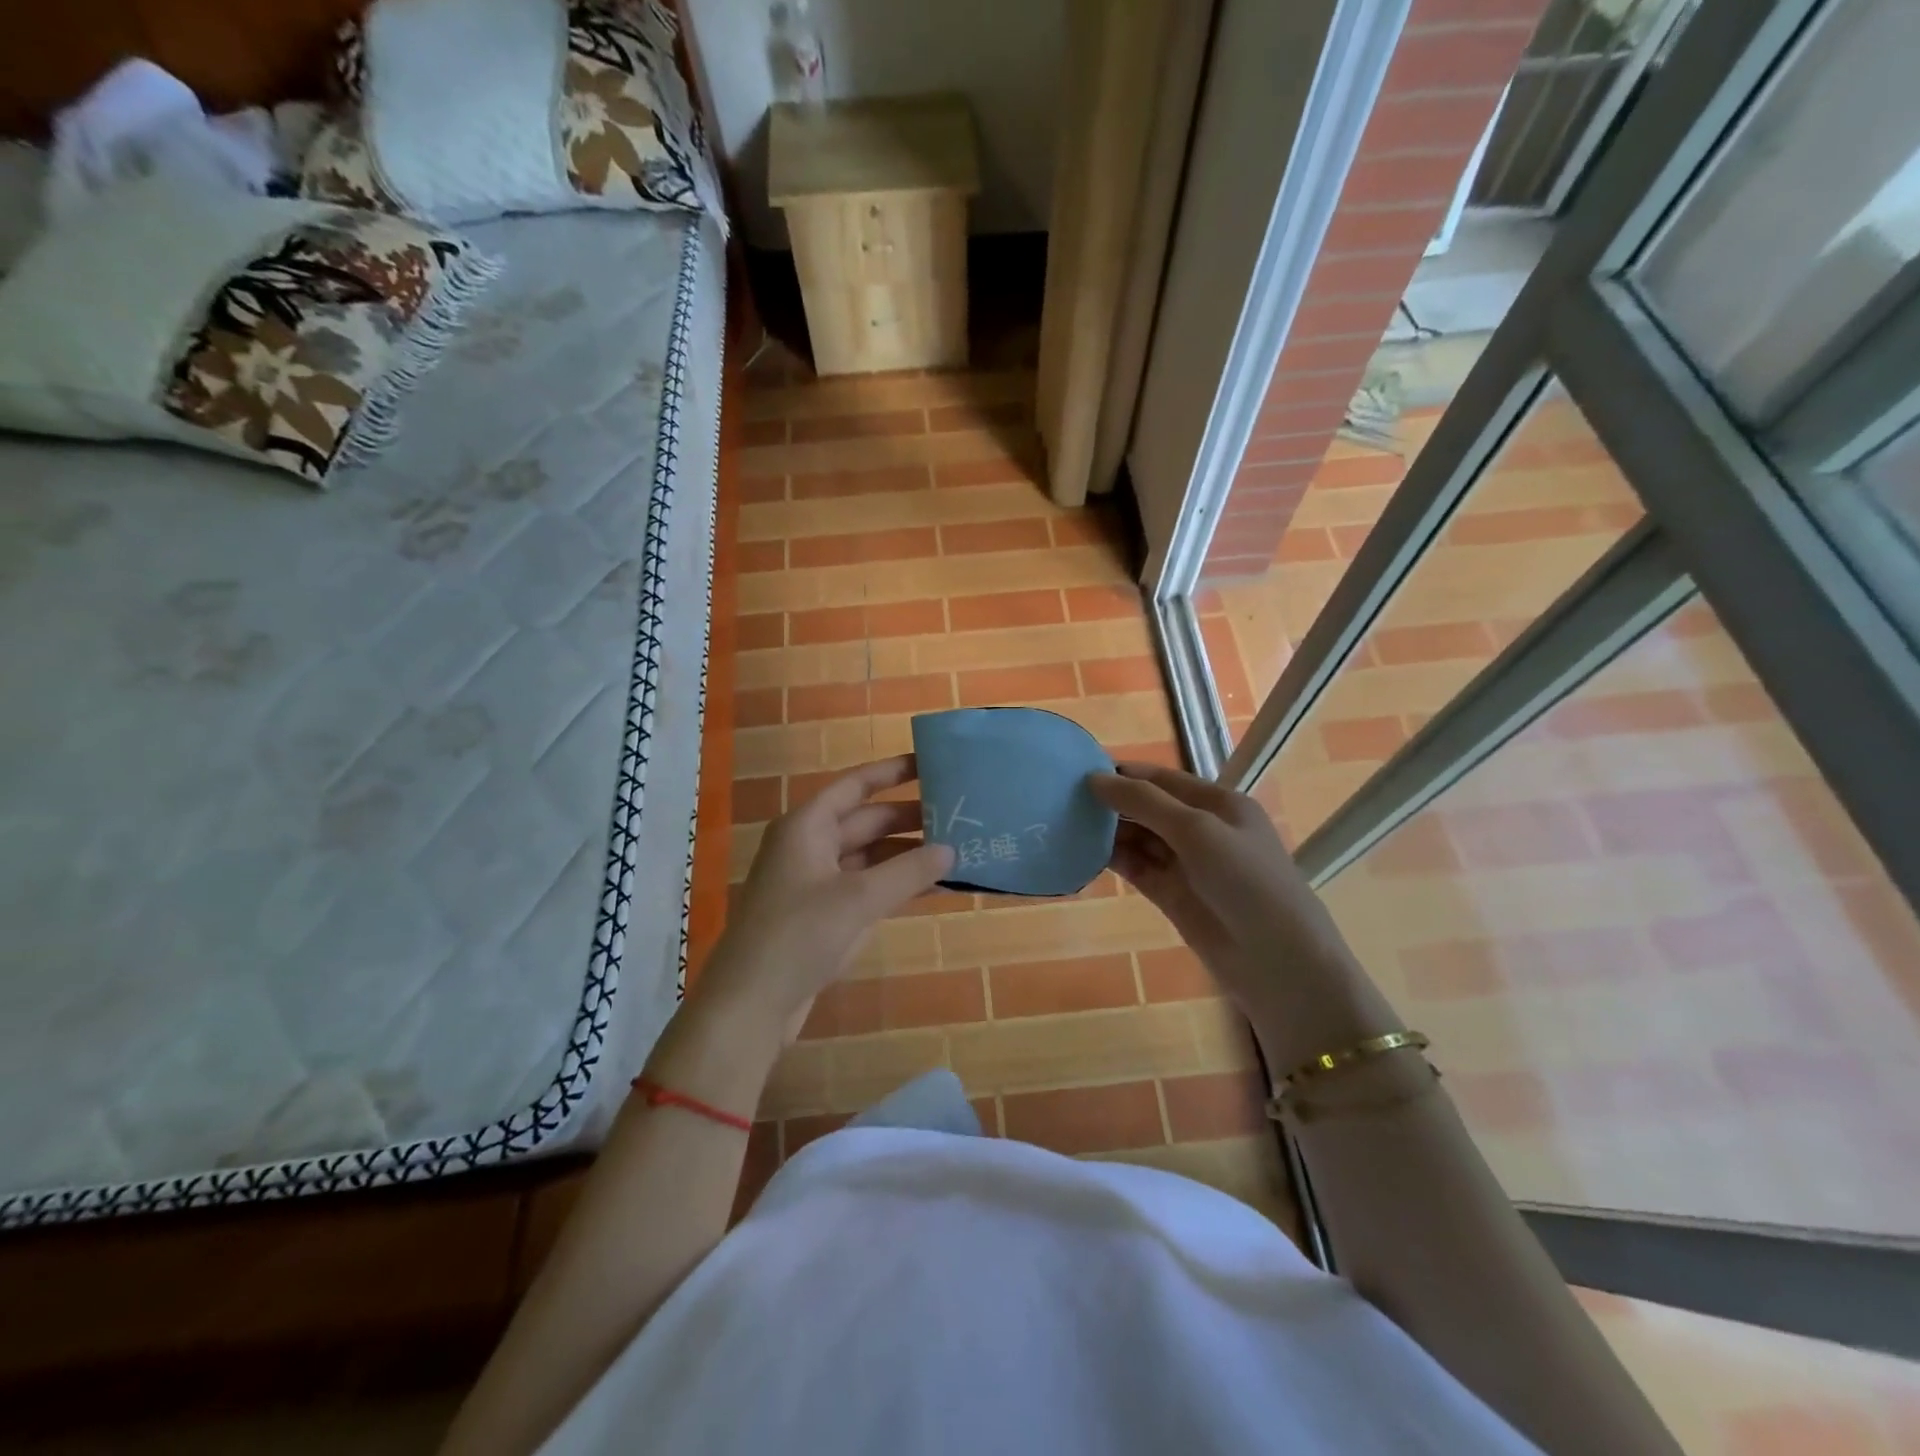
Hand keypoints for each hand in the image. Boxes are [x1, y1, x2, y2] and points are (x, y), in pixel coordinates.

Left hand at [702, 756, 953, 1032]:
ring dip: (909, 855)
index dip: (892, 771)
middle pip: (867, 821)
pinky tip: (936, 886)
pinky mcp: (824, 915)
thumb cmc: (798, 935)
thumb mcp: (858, 898)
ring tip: (958, 849)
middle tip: (961, 815)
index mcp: (807, 826)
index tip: (932, 763)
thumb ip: (908, 871)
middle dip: (911, 818)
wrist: (751, 1004)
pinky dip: (898, 885)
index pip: (855, 785)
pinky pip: (868, 888)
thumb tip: (951, 849)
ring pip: (871, 857)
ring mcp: (817, 882)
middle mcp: (811, 846)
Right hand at [1090, 762, 1396, 1061]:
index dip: (1125, 773)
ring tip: (1065, 823)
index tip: (1079, 770)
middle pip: (1149, 807)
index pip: (1163, 779)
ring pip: (1140, 838)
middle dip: (1113, 802)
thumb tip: (1095, 779)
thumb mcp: (1197, 830)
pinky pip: (1137, 868)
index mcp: (1219, 804)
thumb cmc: (1245, 881)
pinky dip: (1114, 860)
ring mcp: (1187, 865)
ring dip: (1109, 831)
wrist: (1278, 962)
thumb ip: (1145, 802)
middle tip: (1063, 799)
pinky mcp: (1173, 896)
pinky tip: (1083, 853)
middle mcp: (1203, 830)